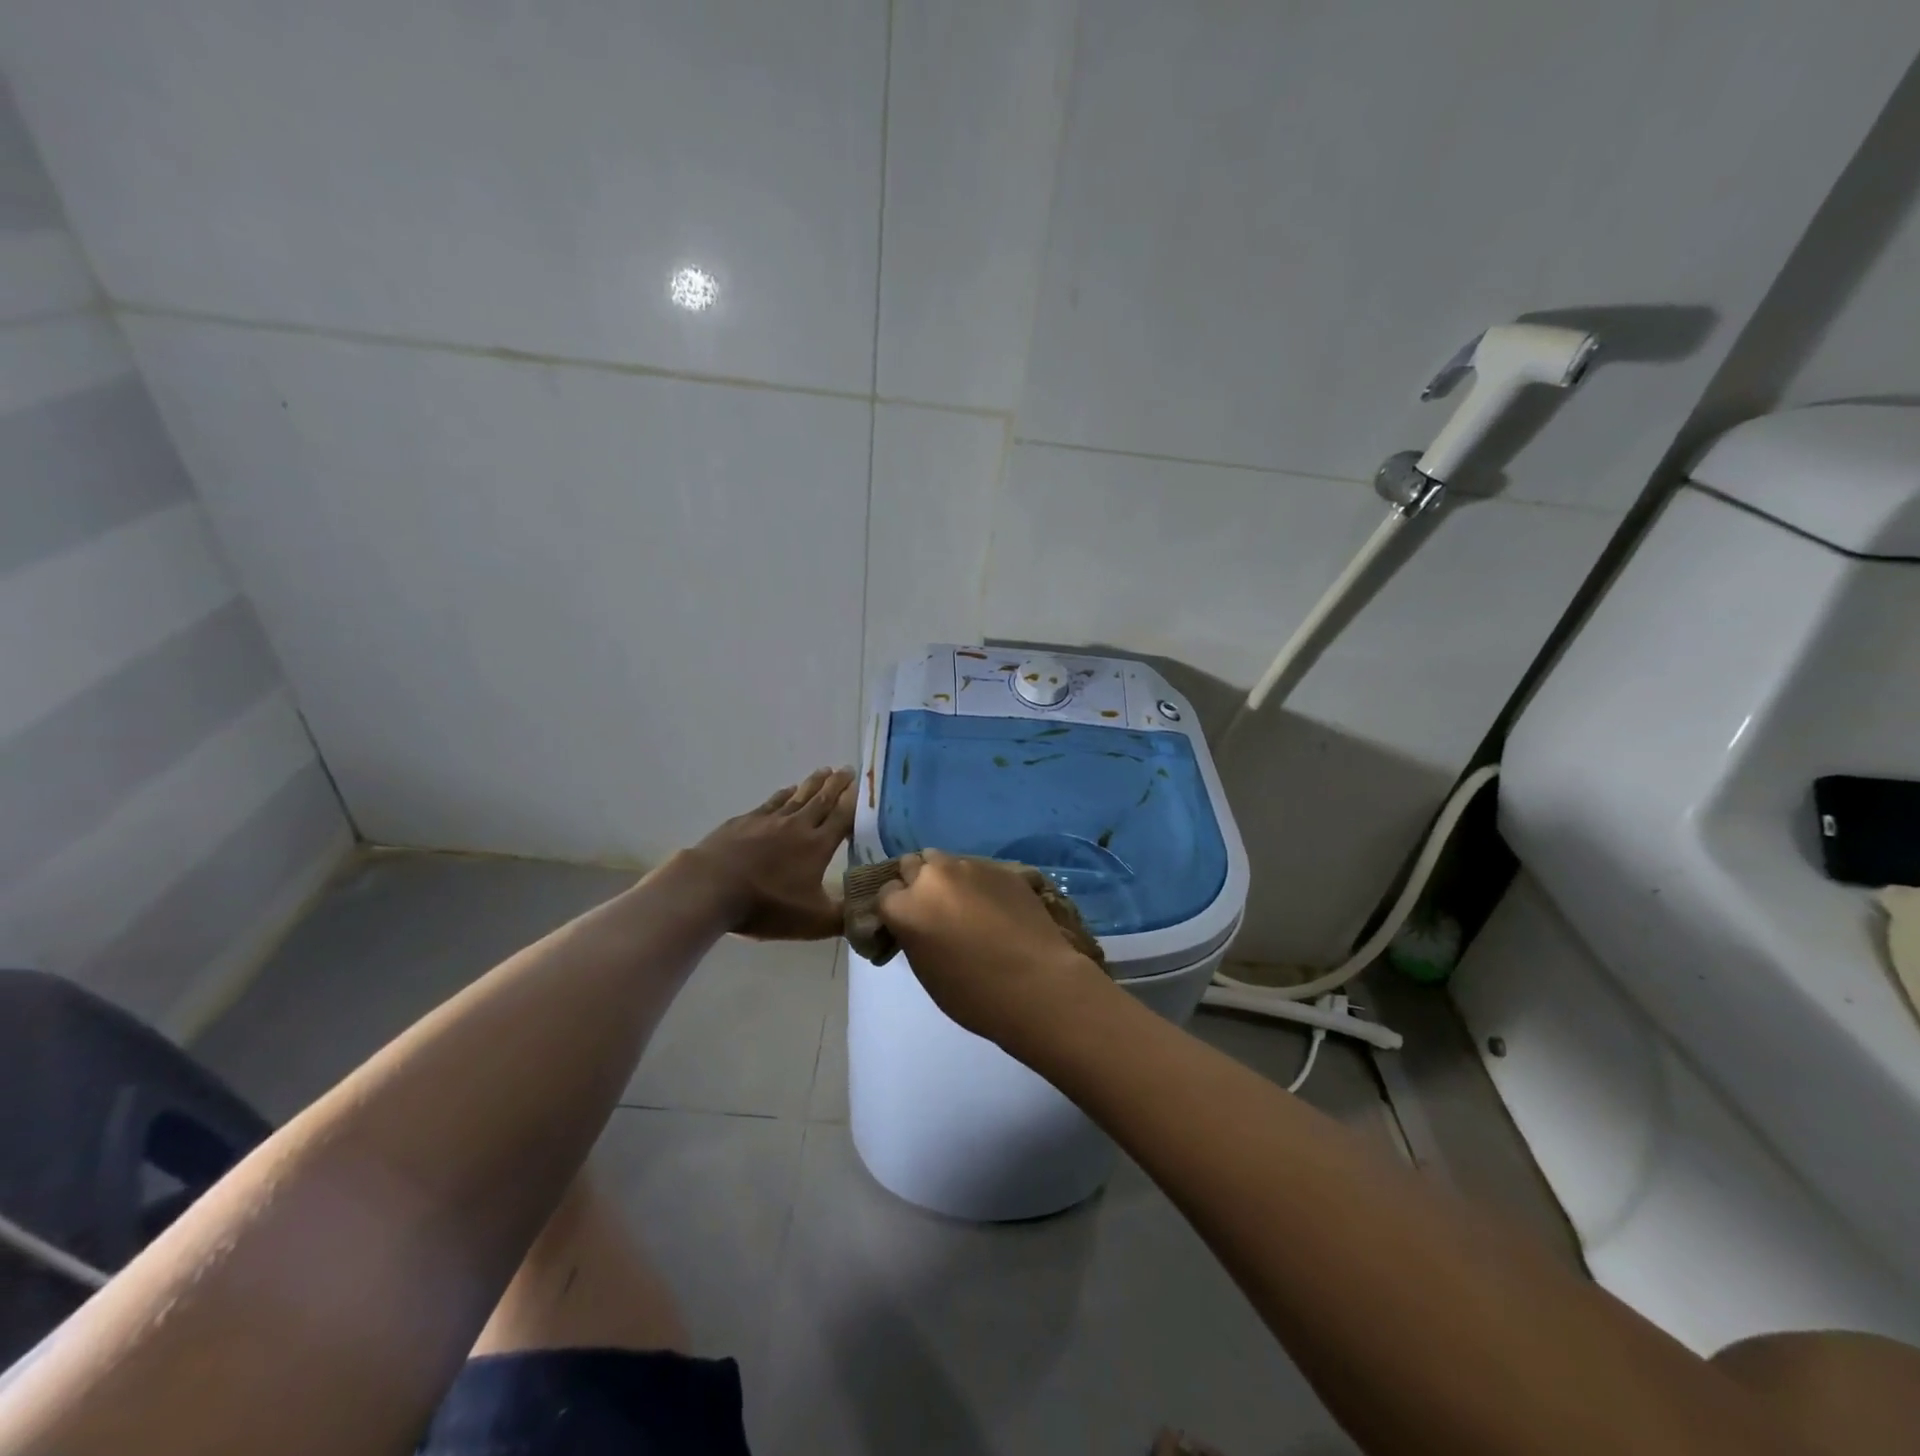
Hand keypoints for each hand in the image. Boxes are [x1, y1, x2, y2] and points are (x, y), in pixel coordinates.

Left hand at [685, 767, 855, 939]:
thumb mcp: (813, 921)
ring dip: (813, 783)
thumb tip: (873, 912)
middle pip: (822, 799)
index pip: (843, 817)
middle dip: (837, 784)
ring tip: (824, 771)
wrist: (710, 887)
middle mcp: (797, 825)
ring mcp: (769, 820)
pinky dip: (784, 794)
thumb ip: (845, 917)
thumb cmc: (766, 905)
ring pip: (798, 796)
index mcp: (818, 845)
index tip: (864, 785)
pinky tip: (787, 790)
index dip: (855, 801)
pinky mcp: (744, 821)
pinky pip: (772, 802)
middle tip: (847, 769)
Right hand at [873, 849, 1109, 1045]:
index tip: (907, 923)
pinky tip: (995, 907)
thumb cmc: (974, 994)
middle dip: (918, 883)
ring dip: (948, 879)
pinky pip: (979, 870)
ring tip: (966, 905)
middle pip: (913, 865)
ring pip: (947, 862)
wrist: (1037, 984)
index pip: (886, 893)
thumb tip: (918, 922)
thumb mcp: (926, 970)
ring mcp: (970, 867)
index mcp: (906, 906)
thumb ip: (913, 934)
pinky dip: (979, 884)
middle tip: (934, 909)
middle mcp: (933, 877)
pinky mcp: (1002, 868)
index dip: (896, 908)